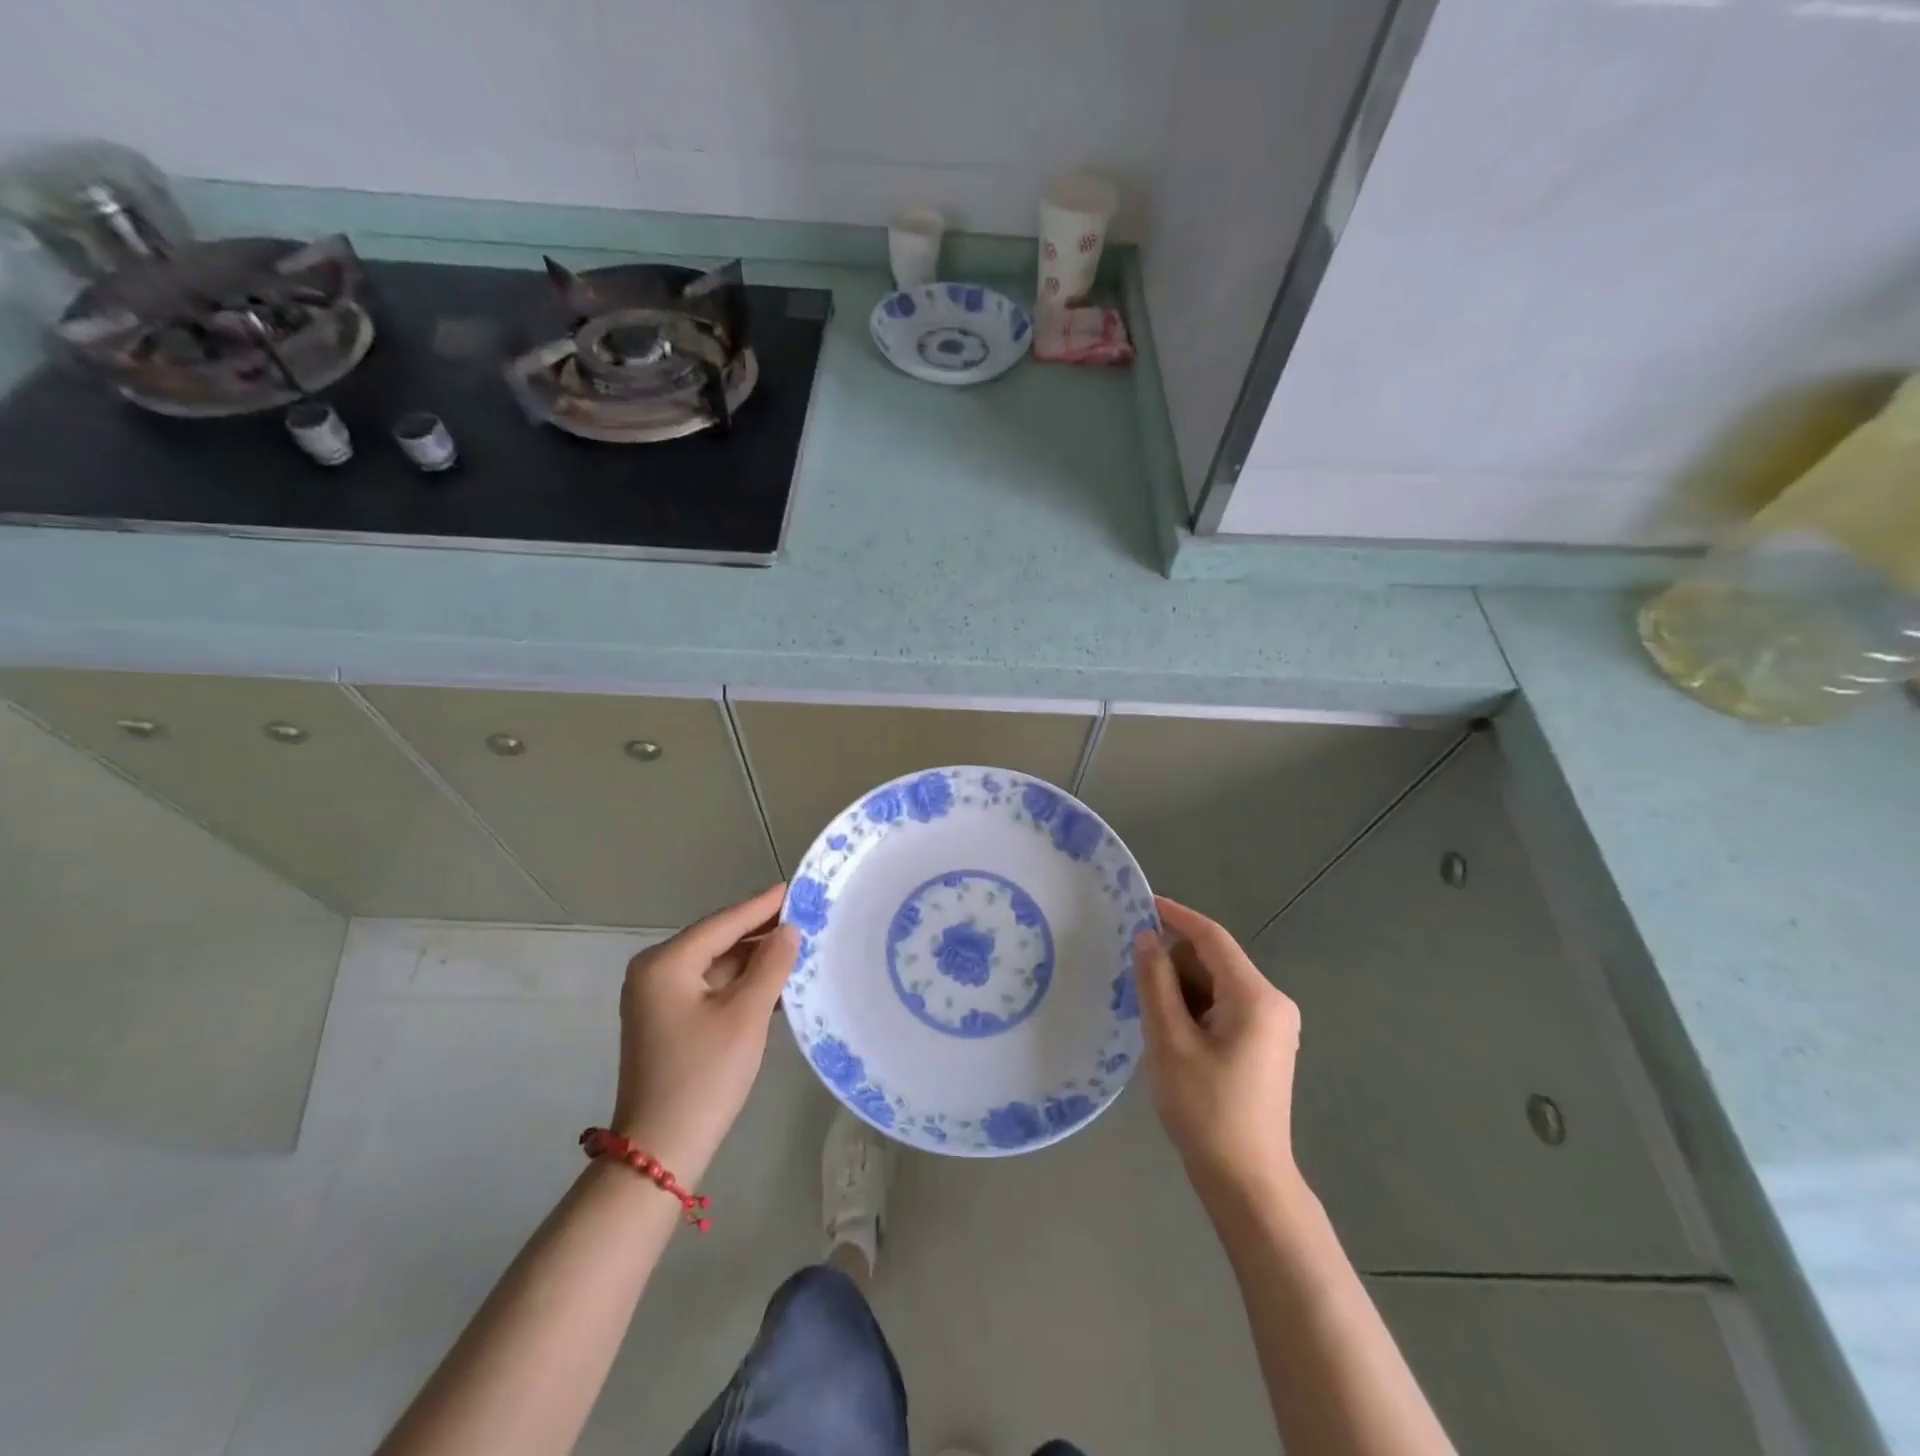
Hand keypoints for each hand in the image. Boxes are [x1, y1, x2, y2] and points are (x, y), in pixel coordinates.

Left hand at [611, 883, 798, 1182]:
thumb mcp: (746, 1015)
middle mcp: (655, 973)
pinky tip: (776, 983)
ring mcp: (658, 999)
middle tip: (806, 918)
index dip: (762, 906)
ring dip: (754, 961)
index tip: (796, 887)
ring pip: (716, 967)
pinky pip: (710, 989)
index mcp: (666, 963)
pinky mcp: (668, 1022)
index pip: (723, 923)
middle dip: (761, 933)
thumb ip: (771, 965)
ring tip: (799, 946)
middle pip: (718, 942)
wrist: (660, 1151)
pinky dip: (741, 985)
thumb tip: (789, 930)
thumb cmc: (704, 1075)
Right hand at [1135, 895, 1302, 1204]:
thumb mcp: (1169, 1041)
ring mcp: (1271, 1024)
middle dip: (1174, 965)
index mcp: (1255, 996)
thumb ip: (1156, 982)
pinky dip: (1195, 1009)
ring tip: (1154, 1023)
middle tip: (1136, 986)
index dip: (1175, 916)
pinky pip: (1223, 1006)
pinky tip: (1173, 1036)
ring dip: (1182, 991)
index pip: (1212, 937)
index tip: (1140, 903)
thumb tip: (1146, 937)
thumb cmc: (1206, 1109)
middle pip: (1213, 960)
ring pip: (1215, 984)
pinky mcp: (1264, 1044)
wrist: (1247, 1182)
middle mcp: (1272, 1002)